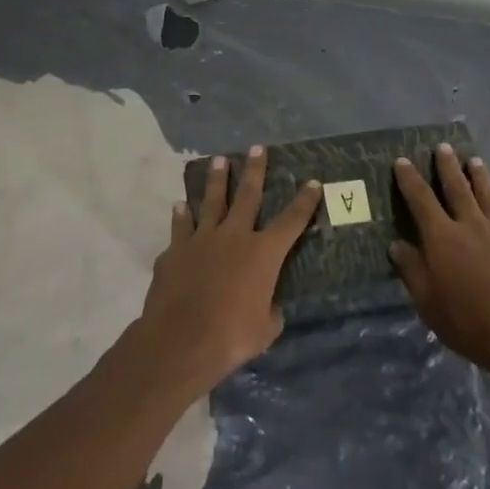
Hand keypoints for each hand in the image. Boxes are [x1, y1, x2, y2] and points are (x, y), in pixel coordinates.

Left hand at [135, 146, 320, 399]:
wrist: (180, 341)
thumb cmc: (231, 337)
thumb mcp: (265, 330)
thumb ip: (270, 311)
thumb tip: (269, 307)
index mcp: (263, 253)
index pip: (292, 220)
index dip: (305, 200)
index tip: (314, 181)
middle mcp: (234, 236)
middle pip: (248, 195)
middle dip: (255, 170)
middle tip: (257, 147)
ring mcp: (201, 239)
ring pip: (211, 201)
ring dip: (217, 180)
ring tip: (219, 160)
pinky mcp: (175, 250)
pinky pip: (181, 226)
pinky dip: (181, 216)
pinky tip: (180, 206)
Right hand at [390, 145, 489, 384]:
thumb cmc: (470, 322)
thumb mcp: (428, 303)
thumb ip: (412, 270)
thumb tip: (397, 244)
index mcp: (442, 237)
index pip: (420, 199)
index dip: (409, 179)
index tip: (402, 161)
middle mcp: (470, 225)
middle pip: (457, 187)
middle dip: (447, 166)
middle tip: (443, 147)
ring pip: (487, 194)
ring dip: (479, 176)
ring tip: (474, 160)